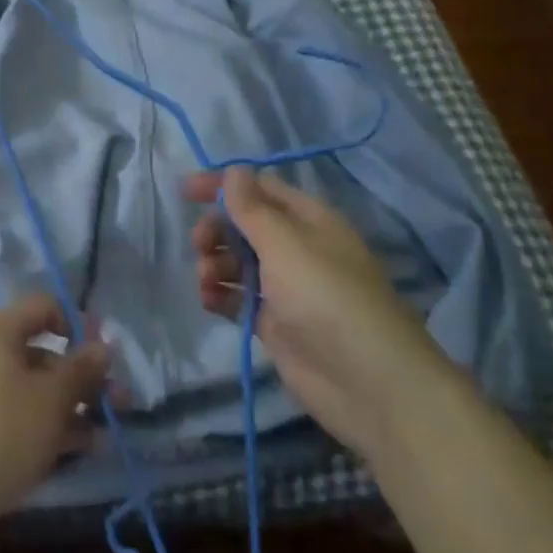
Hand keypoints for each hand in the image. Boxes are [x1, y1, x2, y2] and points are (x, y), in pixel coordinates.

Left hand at [0, 294, 111, 551]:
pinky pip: (25, 416)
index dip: (79, 323)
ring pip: (38, 388)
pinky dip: (54, 426)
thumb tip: (104, 344)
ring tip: (111, 428)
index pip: (44, 307)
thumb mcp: (52, 397)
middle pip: (45, 352)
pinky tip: (87, 447)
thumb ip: (81, 368)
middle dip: (85, 375)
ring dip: (76, 404)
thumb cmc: (3, 431)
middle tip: (121, 399)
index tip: (107, 351)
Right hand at [186, 165, 453, 456]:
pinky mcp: (275, 323)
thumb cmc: (326, 297)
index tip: (185, 191)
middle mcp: (297, 248)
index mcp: (308, 220)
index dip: (222, 185)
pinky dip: (220, 295)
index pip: (259, 188)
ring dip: (213, 263)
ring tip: (206, 281)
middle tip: (199, 245)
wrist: (368, 382)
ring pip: (237, 261)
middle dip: (216, 230)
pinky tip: (210, 301)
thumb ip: (252, 208)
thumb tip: (234, 170)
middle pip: (244, 225)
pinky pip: (238, 298)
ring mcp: (285, 287)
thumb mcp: (285, 244)